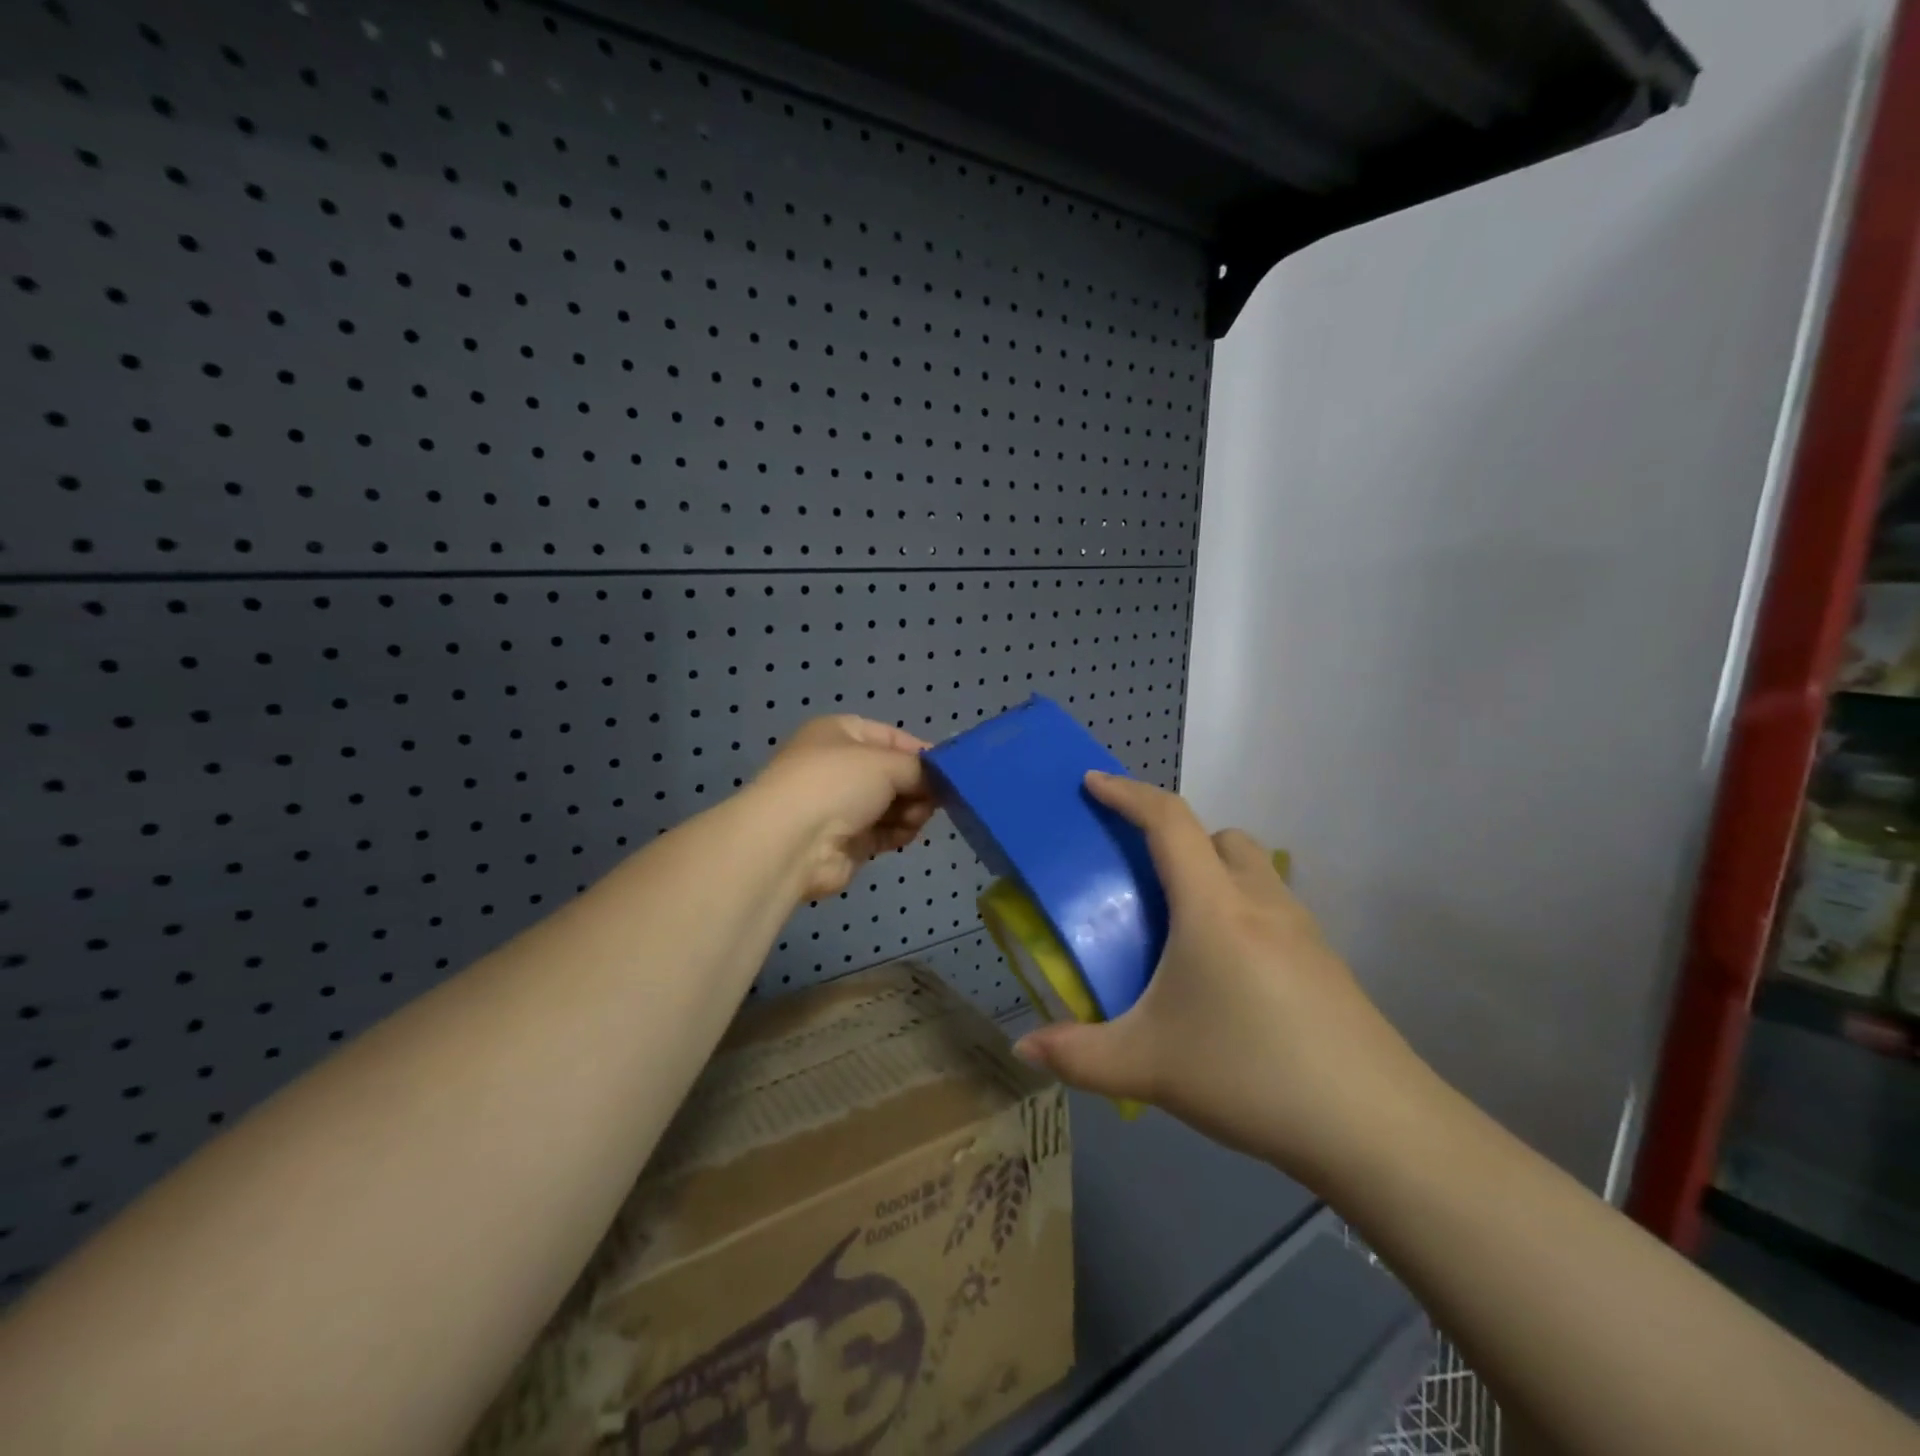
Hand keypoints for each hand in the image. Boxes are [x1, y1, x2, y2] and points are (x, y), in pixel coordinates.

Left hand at [747, 716, 939, 900]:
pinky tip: (907, 833)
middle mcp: (839, 767)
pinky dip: (900, 832)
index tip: (950, 769)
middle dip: (918, 786)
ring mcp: (842, 806)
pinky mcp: (848, 841)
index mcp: (839, 734)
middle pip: (894, 774)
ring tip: (917, 817)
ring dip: (911, 811)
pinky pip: (886, 832)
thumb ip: (919, 769)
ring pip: (893, 804)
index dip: (921, 752)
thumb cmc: (837, 783)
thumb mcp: (886, 762)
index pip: (890, 737)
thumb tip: (937, 782)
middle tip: (937, 798)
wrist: (792, 842)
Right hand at [1014, 773, 1431, 1185]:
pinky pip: (1272, 905)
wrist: (1376, 1128)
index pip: (1168, 821)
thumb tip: (1024, 1048)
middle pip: (1217, 835)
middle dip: (1175, 837)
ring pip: (1251, 868)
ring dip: (1212, 872)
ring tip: (1183, 930)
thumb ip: (1077, 1055)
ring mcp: (1302, 929)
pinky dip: (1240, 909)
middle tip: (1141, 878)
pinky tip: (1228, 974)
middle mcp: (1260, 900)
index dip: (1127, 793)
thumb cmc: (1250, 1074)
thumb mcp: (1148, 1067)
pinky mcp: (1326, 961)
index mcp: (1212, 906)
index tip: (1092, 783)